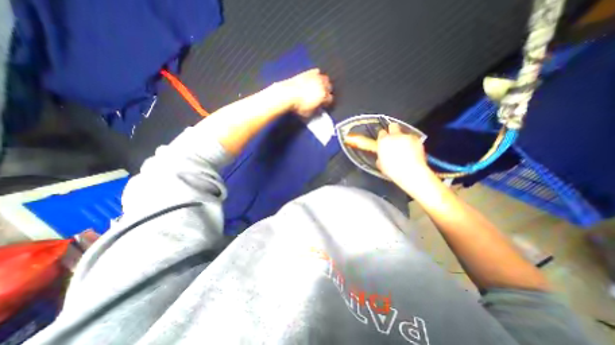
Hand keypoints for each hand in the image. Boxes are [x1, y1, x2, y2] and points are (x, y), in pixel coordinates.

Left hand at [280, 68, 333, 116]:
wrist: (288, 94)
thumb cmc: (298, 105)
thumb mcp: (308, 113)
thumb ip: (315, 110)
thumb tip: (317, 109)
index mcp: (323, 96)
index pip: (330, 99)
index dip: (327, 102)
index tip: (325, 104)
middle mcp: (322, 86)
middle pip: (329, 87)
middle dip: (327, 91)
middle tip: (323, 95)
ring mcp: (316, 78)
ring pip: (325, 78)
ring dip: (324, 83)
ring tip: (320, 86)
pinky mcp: (308, 73)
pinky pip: (317, 72)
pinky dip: (317, 75)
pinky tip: (314, 78)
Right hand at [375, 123, 436, 195]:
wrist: (411, 172)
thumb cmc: (393, 170)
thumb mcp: (381, 164)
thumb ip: (381, 156)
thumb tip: (382, 156)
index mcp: (383, 141)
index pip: (381, 133)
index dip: (383, 137)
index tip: (384, 141)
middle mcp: (395, 136)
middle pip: (393, 126)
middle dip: (393, 130)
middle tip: (394, 138)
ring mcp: (407, 137)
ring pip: (404, 133)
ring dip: (403, 139)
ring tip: (405, 149)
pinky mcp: (417, 140)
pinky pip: (413, 139)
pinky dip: (412, 143)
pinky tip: (413, 151)